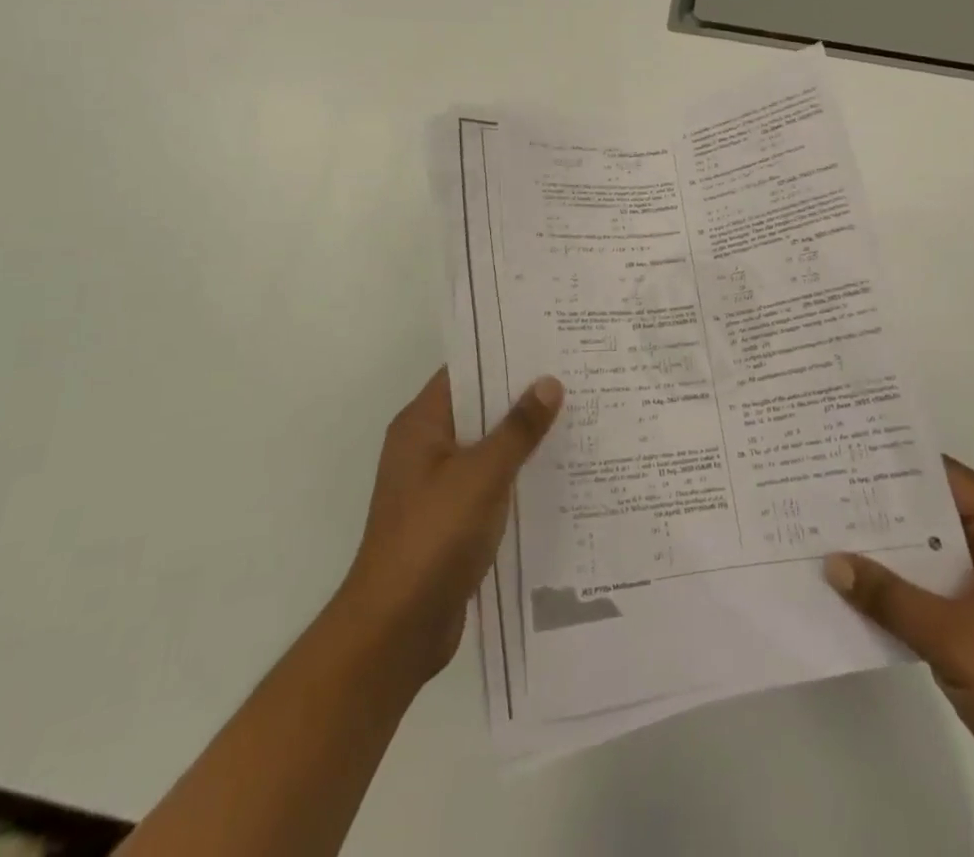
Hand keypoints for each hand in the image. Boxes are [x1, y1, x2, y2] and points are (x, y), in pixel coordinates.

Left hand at [336, 367, 563, 686]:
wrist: (396, 630)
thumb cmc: (433, 537)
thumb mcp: (481, 475)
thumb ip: (517, 429)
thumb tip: (549, 382)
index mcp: (421, 425)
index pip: (465, 372)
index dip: (504, 355)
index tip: (548, 343)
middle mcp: (426, 447)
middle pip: (478, 408)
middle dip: (522, 396)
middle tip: (575, 377)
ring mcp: (437, 485)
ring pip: (487, 447)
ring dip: (523, 438)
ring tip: (578, 418)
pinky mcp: (451, 519)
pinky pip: (490, 482)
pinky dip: (517, 475)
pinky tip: (558, 473)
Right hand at [825, 460, 973, 843]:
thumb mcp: (950, 635)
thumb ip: (888, 596)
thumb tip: (832, 563)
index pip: (949, 479)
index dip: (901, 465)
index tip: (852, 454)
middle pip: (938, 515)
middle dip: (887, 508)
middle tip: (831, 490)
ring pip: (935, 555)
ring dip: (893, 552)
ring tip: (835, 533)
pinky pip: (937, 592)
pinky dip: (905, 589)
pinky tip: (861, 588)